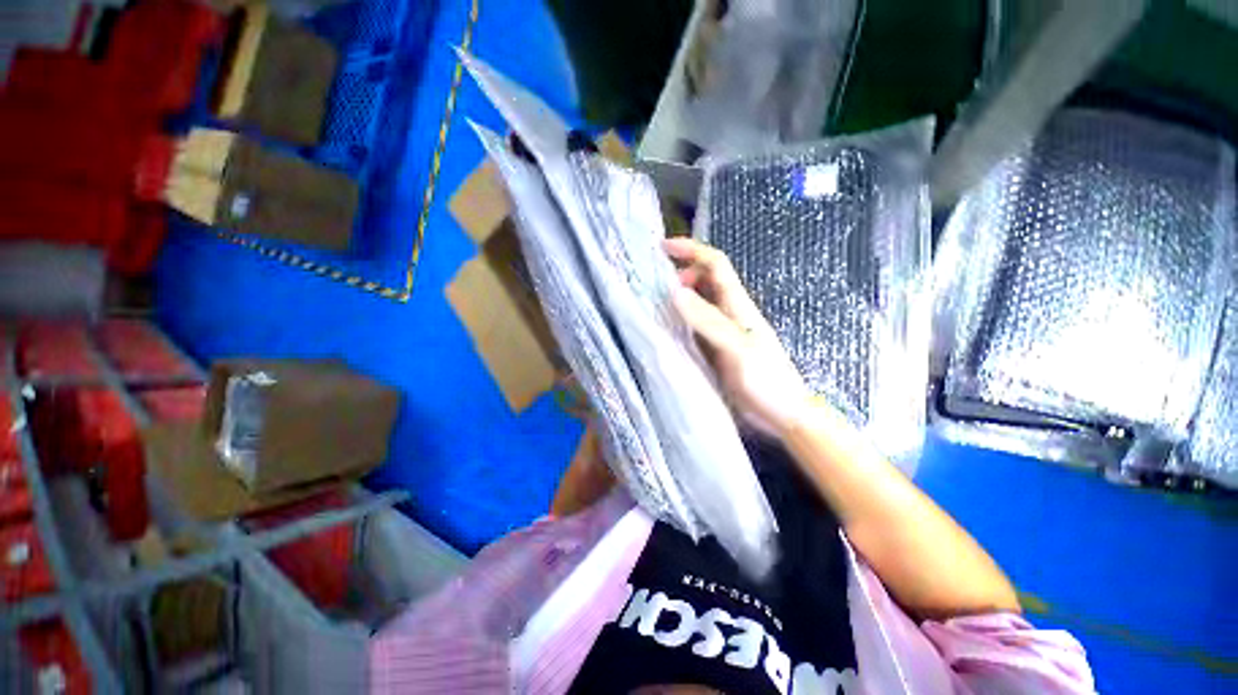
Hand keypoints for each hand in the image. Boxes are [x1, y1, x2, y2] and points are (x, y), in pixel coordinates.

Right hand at [665, 238, 813, 438]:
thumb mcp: (738, 348)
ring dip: (678, 297)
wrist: (783, 414)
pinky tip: (664, 329)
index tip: (663, 248)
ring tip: (652, 303)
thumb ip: (709, 321)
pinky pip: (693, 327)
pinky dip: (679, 321)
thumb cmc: (767, 380)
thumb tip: (675, 292)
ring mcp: (721, 332)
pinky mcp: (714, 349)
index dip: (692, 250)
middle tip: (654, 284)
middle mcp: (728, 313)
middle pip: (704, 280)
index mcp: (738, 305)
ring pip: (697, 303)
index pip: (715, 264)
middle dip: (681, 272)